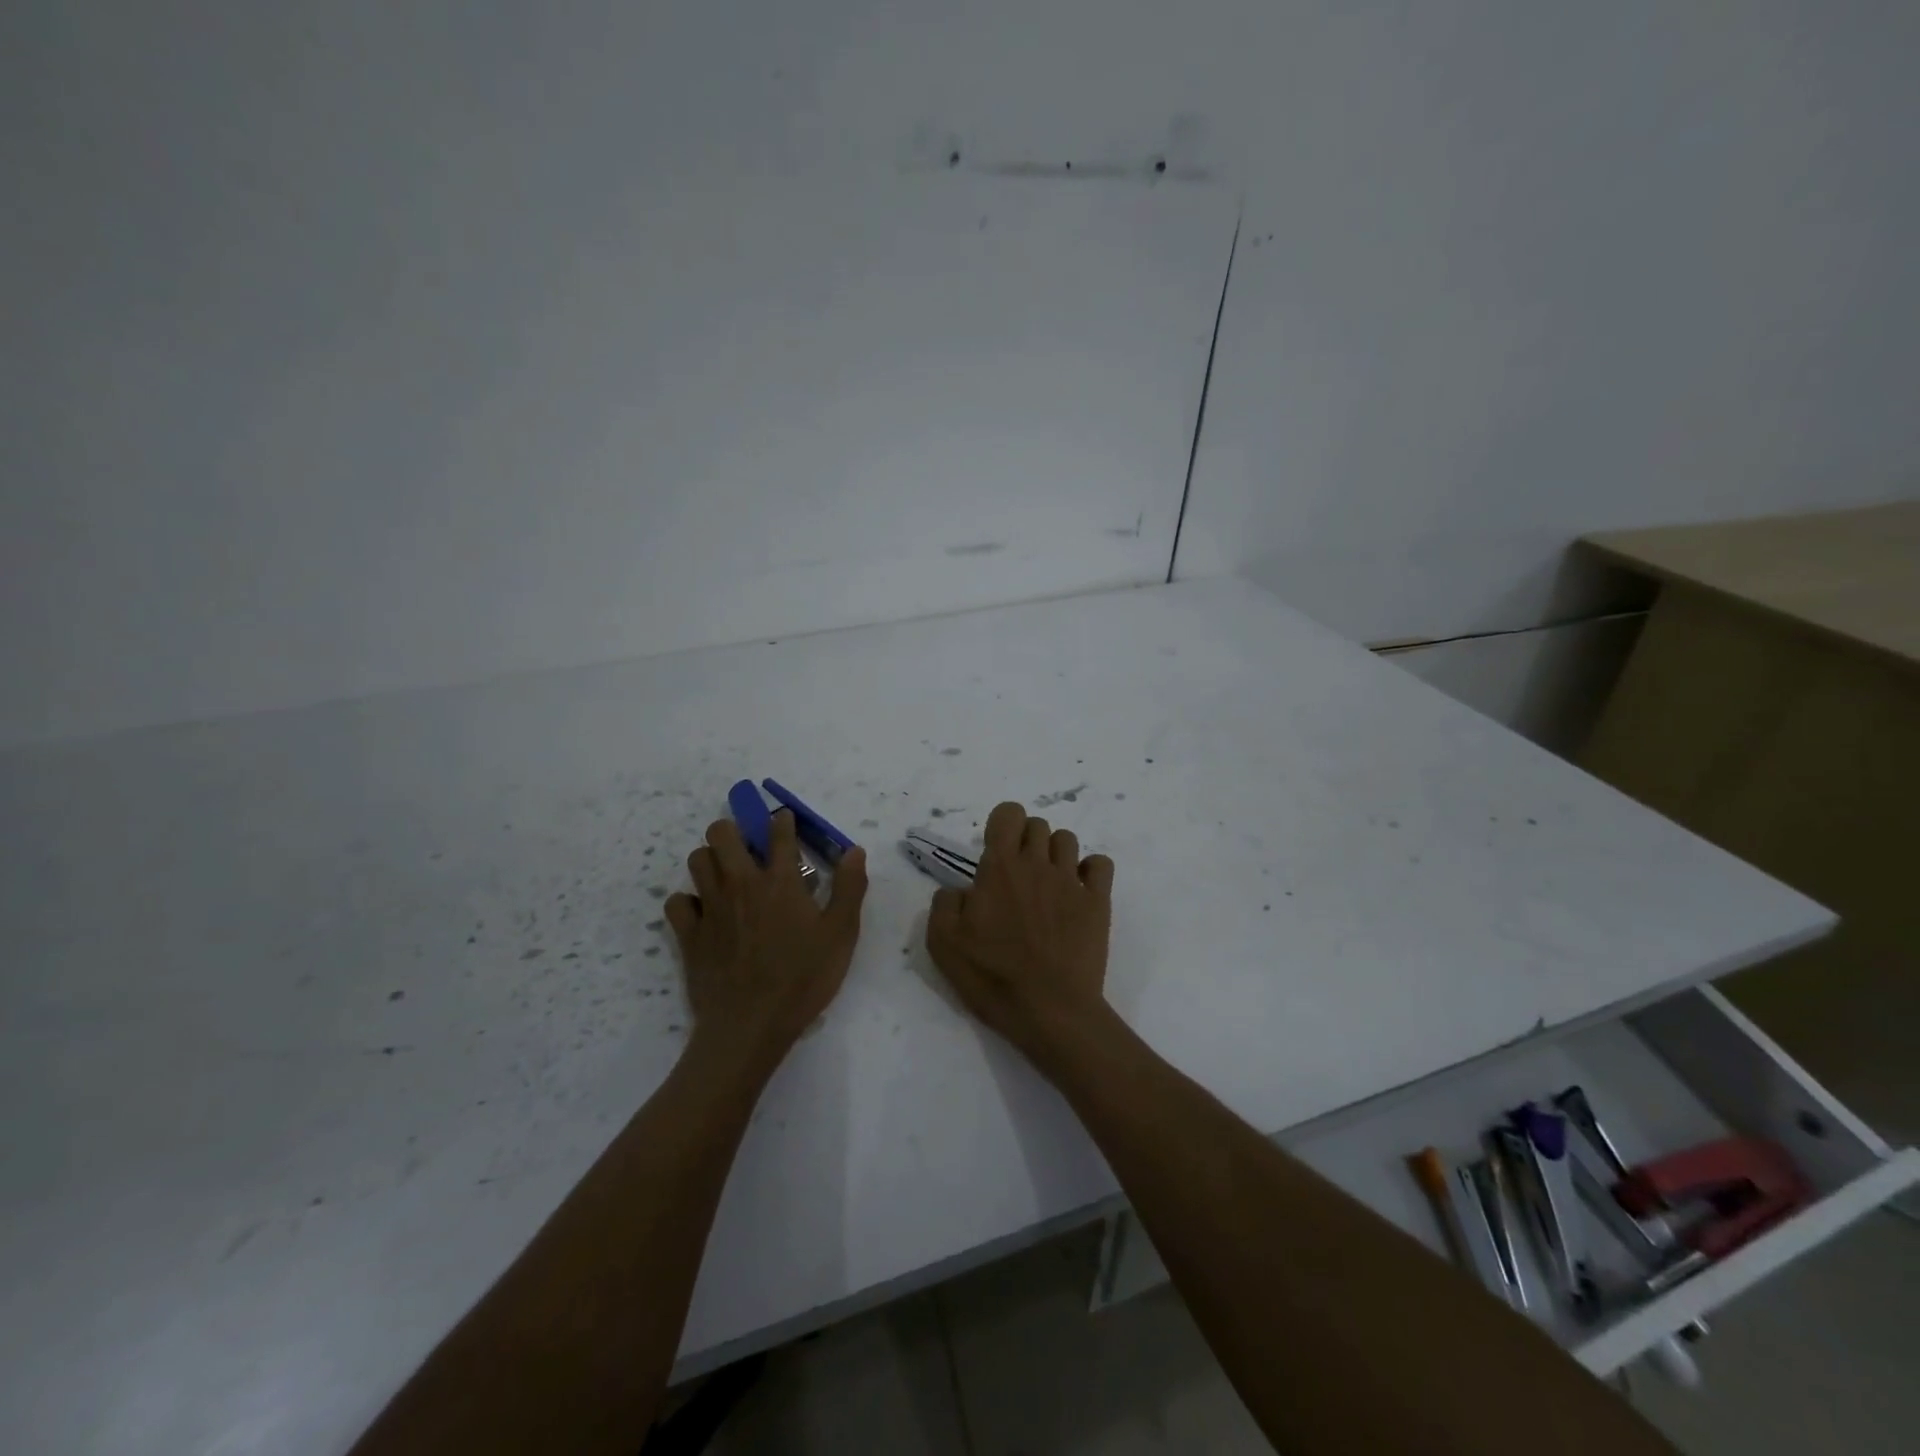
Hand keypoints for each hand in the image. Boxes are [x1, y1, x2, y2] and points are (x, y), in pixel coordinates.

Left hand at [664, 811, 867, 1078]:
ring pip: (697, 859)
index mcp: (780, 881)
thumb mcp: (841, 934)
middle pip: (722, 833)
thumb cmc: (803, 978)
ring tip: (726, 876)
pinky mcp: (689, 934)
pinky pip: (677, 901)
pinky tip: (703, 912)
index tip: (784, 820)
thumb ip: (849, 888)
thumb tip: (854, 850)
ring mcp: (710, 907)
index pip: (779, 833)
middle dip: (734, 830)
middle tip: (749, 848)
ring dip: (711, 860)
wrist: (750, 1025)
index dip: (782, 821)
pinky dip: (688, 901)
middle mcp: (741, 883)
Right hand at [925, 801, 1115, 1067]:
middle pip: (1038, 824)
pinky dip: (1090, 869)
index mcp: (1000, 868)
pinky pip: (1100, 863)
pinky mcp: (1098, 902)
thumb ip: (945, 903)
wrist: (1050, 1010)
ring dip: (1055, 852)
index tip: (995, 852)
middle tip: (1018, 874)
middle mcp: (1037, 864)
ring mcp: (1071, 881)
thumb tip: (960, 889)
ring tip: (1047, 883)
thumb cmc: (993, 977)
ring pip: (1067, 839)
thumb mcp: (943, 944)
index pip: (1008, 814)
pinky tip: (1078, 890)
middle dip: (1026, 840)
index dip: (1001, 824)